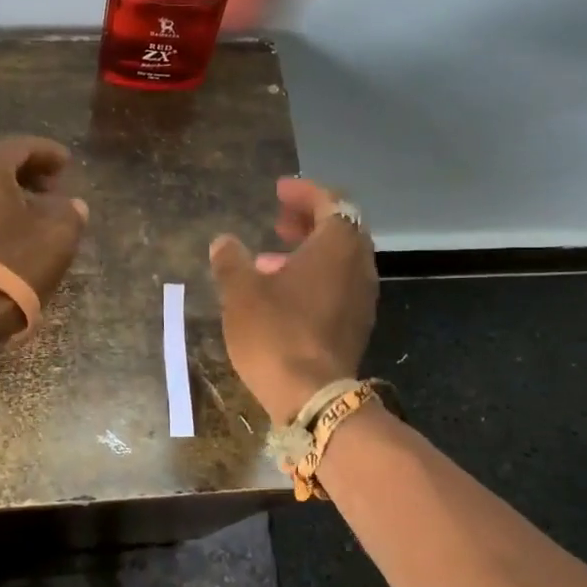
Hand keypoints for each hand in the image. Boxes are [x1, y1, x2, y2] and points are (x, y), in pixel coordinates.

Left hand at [0, 136, 89, 316]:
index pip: (22, 147)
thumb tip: (71, 206)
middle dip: (26, 174)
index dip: (49, 154)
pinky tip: (6, 234)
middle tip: (52, 189)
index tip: (67, 164)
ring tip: (31, 215)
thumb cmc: (14, 263)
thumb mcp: (59, 235)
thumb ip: (70, 211)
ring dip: (5, 196)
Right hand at [209, 177, 376, 424]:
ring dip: (309, 251)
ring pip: (340, 260)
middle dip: (308, 220)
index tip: (278, 190)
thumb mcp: (241, 291)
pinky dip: (315, 276)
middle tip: (277, 221)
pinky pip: (339, 285)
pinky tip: (282, 293)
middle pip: (341, 229)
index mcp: (337, 246)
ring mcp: (362, 298)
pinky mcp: (356, 325)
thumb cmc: (275, 333)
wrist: (311, 396)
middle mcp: (358, 266)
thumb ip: (231, 260)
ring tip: (269, 259)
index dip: (304, 192)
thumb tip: (224, 242)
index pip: (331, 202)